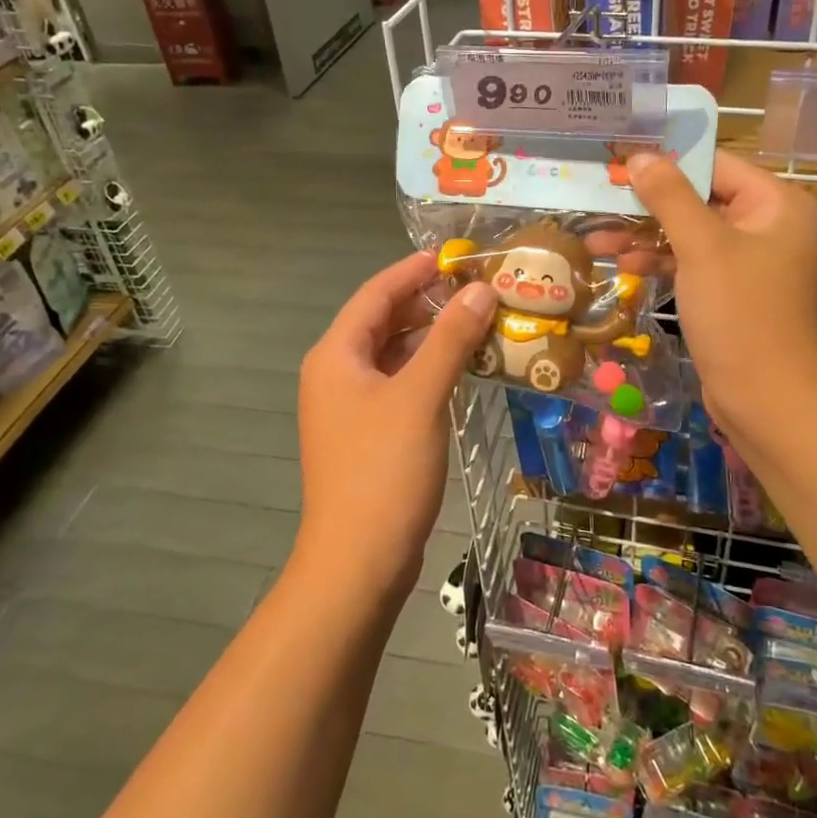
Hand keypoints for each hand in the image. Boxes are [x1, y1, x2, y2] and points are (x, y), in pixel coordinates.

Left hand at [296, 253, 497, 598]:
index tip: (456, 256)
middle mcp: (337, 373)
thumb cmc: (384, 470)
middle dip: (428, 302)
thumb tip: (480, 290)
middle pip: (383, 322)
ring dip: (432, 337)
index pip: (376, 293)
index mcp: (336, 354)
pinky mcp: (368, 434)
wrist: (357, 561)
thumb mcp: (421, 396)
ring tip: (480, 322)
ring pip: (394, 355)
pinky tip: (464, 370)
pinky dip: (429, 370)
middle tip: (478, 289)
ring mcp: (351, 407)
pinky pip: (400, 385)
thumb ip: (450, 338)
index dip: (414, 270)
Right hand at [626, 151, 816, 450]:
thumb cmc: (741, 314)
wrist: (768, 400)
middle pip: (699, 199)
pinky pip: (692, 263)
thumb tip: (640, 156)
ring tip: (596, 240)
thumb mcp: (702, 248)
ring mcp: (750, 261)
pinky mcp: (732, 292)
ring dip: (646, 236)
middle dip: (648, 204)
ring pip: (690, 234)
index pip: (714, 164)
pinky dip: (661, 263)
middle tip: (599, 201)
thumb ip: (669, 197)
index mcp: (777, 203)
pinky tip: (624, 266)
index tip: (617, 162)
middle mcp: (768, 225)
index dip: (665, 162)